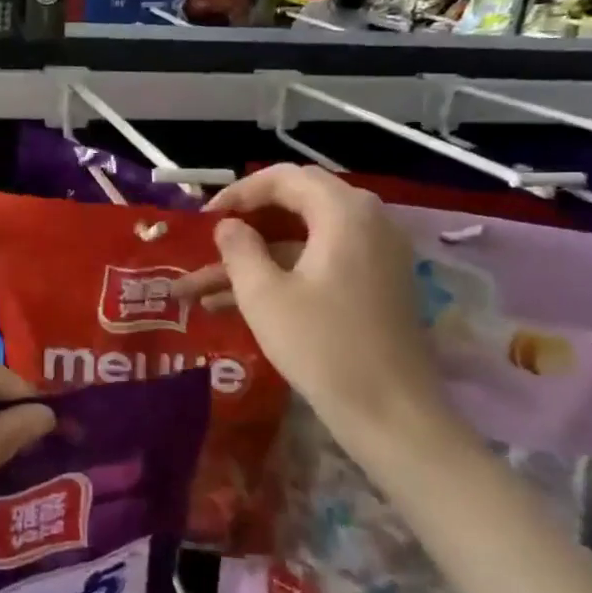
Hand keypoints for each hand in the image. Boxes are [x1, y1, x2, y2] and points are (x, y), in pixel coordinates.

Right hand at [175, 164, 449, 443]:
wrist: (391, 414)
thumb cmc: (323, 346)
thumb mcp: (264, 295)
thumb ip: (239, 249)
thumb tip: (228, 226)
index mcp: (345, 212)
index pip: (284, 178)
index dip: (238, 194)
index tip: (203, 218)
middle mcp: (368, 221)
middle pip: (295, 206)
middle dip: (244, 226)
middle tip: (206, 242)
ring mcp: (376, 255)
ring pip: (302, 242)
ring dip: (254, 260)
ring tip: (199, 287)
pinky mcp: (376, 285)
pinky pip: (320, 264)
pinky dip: (281, 276)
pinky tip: (232, 304)